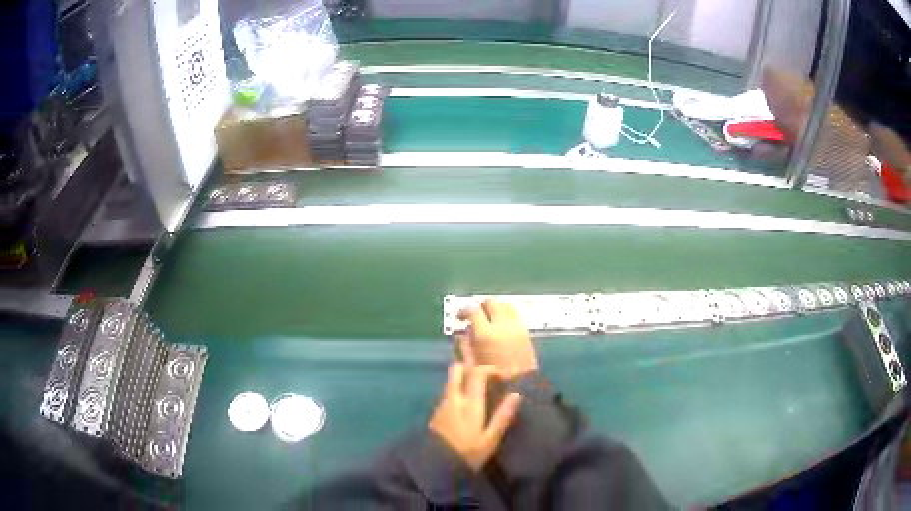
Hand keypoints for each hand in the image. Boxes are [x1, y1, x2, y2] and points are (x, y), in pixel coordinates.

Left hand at [428, 363, 521, 470]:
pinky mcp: (436, 413)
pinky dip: (458, 391)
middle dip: (471, 368)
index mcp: (469, 404)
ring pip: (451, 381)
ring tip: (479, 392)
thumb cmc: (468, 454)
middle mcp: (453, 399)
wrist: (437, 467)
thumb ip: (503, 417)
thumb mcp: (490, 440)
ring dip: (464, 380)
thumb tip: (516, 395)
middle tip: (486, 378)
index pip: (477, 374)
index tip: (503, 376)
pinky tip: (467, 405)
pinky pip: (448, 394)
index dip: (491, 370)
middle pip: (457, 370)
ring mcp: (442, 405)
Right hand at [457, 300, 538, 379]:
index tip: (460, 316)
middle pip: (491, 303)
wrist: (521, 387)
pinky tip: (502, 325)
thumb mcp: (472, 365)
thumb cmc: (493, 381)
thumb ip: (466, 345)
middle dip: (481, 306)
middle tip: (475, 315)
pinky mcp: (526, 332)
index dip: (464, 311)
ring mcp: (517, 327)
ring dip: (496, 308)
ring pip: (506, 305)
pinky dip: (506, 315)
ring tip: (489, 318)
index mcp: (486, 334)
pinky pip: (516, 315)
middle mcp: (503, 326)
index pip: (473, 311)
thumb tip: (464, 332)